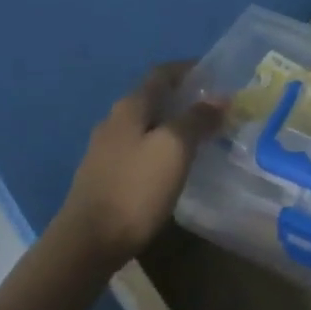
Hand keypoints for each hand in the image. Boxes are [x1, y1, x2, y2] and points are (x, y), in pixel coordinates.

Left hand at [59, 62, 223, 265]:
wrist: (90, 240)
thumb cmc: (136, 188)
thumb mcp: (174, 148)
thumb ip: (197, 119)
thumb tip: (220, 97)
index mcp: (130, 108)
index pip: (161, 74)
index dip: (189, 69)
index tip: (217, 73)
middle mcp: (115, 122)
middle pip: (154, 99)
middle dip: (185, 98)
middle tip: (218, 108)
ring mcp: (107, 150)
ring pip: (148, 125)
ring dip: (175, 124)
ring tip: (205, 135)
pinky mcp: (107, 175)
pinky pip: (141, 149)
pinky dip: (164, 146)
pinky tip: (178, 163)